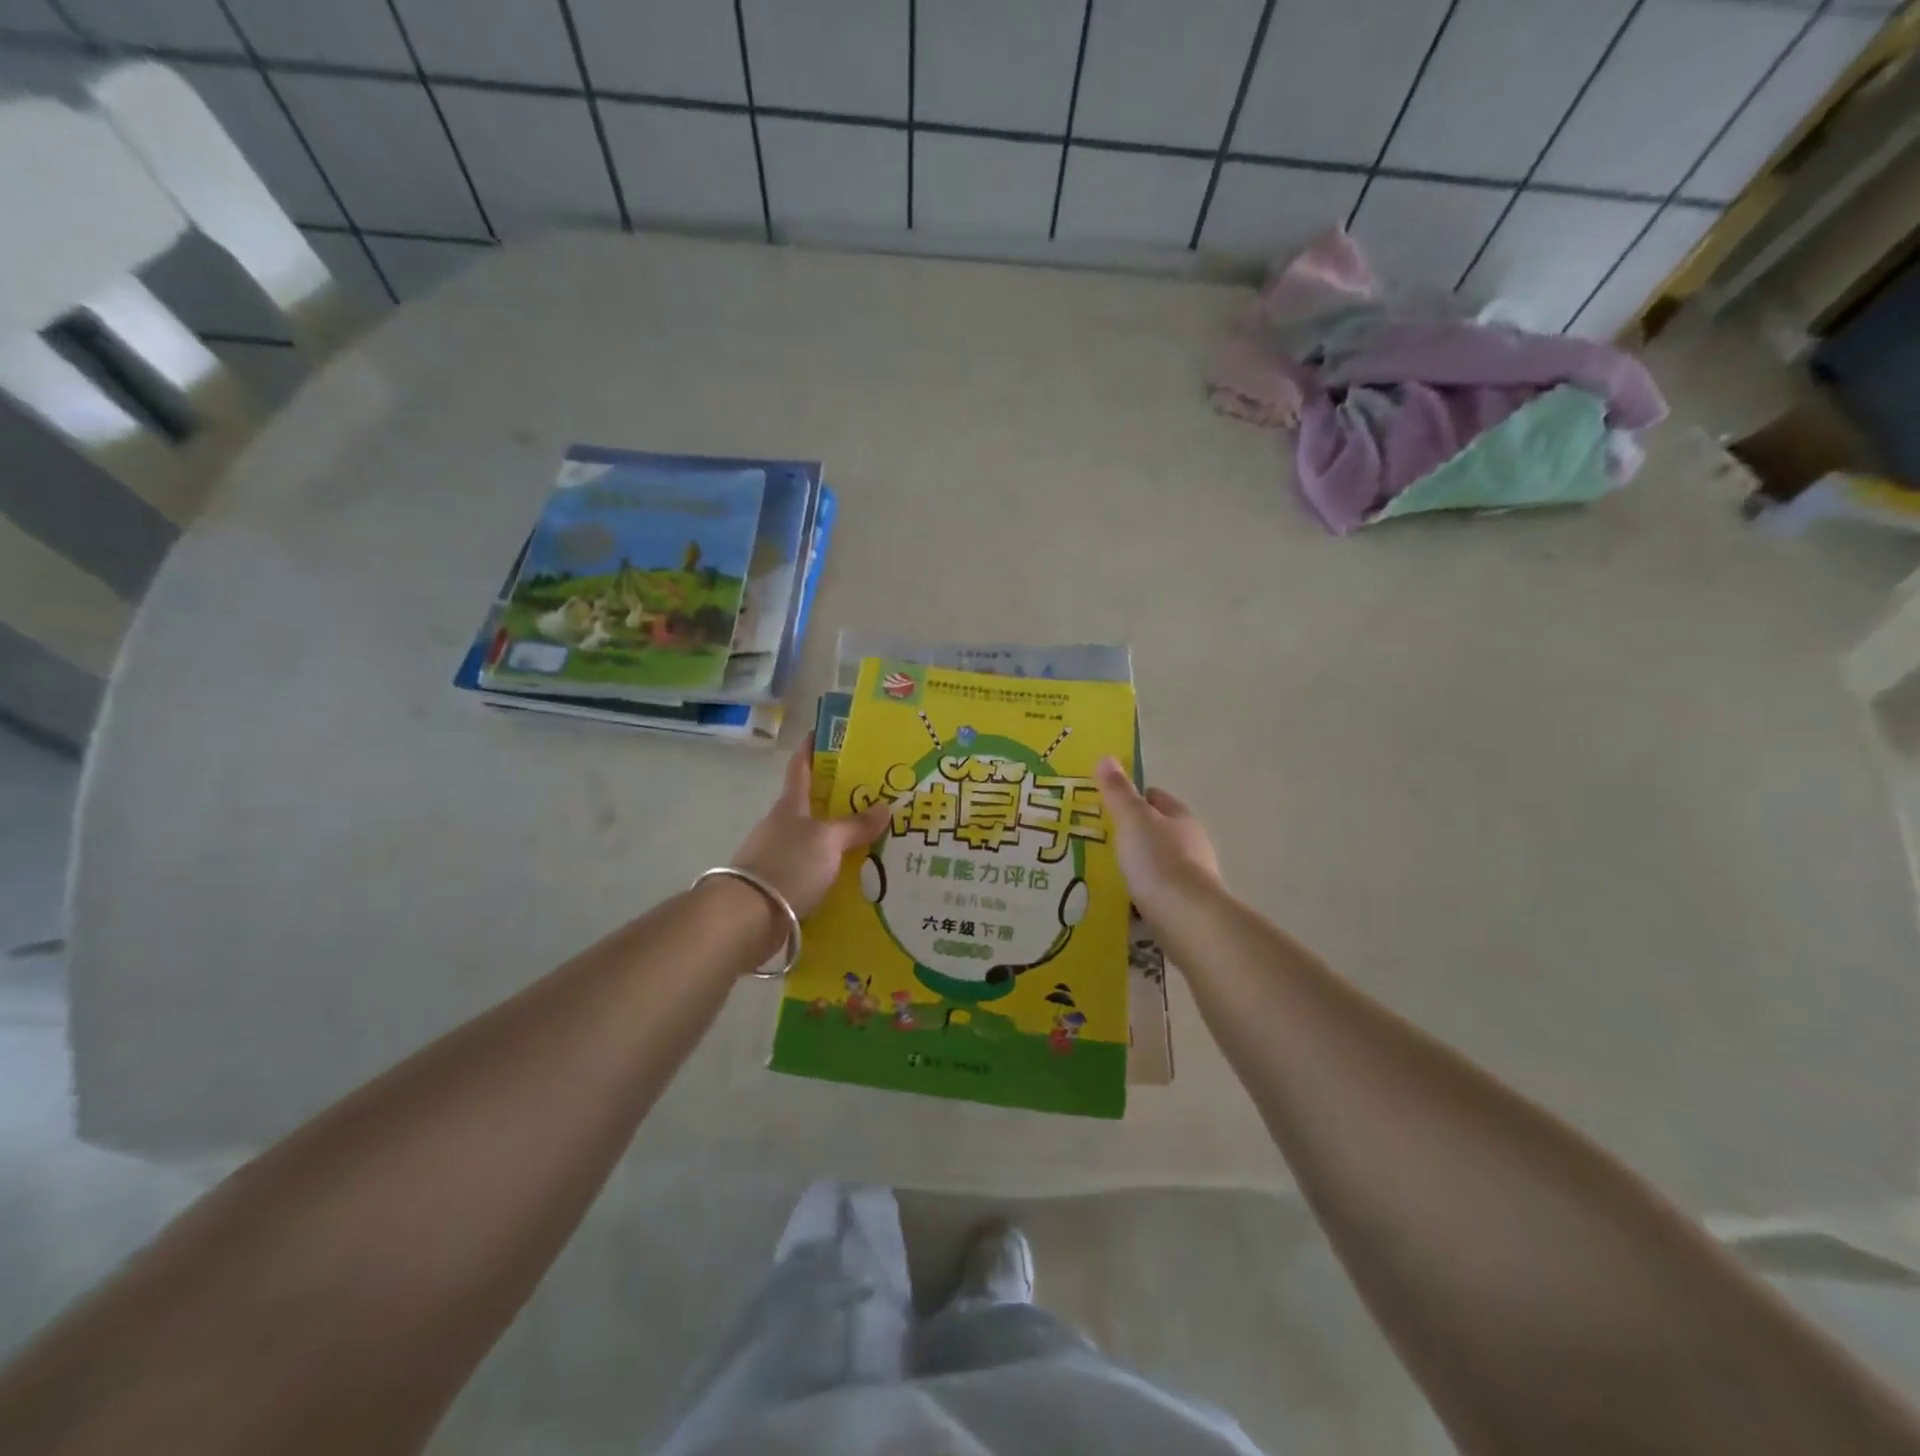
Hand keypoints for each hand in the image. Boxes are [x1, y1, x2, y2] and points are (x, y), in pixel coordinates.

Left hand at [731, 738, 892, 918]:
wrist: (747, 917)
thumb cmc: (788, 865)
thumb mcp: (828, 841)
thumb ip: (855, 825)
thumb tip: (884, 807)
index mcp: (790, 806)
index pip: (800, 768)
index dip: (811, 749)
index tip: (821, 732)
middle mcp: (781, 826)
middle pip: (809, 804)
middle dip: (835, 797)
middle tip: (870, 794)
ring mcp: (777, 855)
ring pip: (811, 838)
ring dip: (835, 836)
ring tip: (869, 838)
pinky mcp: (779, 885)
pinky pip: (811, 869)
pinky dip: (829, 867)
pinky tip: (851, 875)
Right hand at [1095, 757, 1222, 920]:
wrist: (1187, 920)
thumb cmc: (1158, 861)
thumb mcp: (1132, 820)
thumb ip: (1118, 792)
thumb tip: (1107, 758)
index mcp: (1180, 817)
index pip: (1155, 797)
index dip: (1132, 797)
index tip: (1105, 805)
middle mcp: (1191, 843)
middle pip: (1157, 831)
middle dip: (1132, 834)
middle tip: (1098, 839)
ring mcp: (1192, 877)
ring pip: (1157, 863)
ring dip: (1136, 866)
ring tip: (1104, 872)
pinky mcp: (1187, 907)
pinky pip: (1158, 894)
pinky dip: (1141, 894)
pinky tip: (1121, 902)